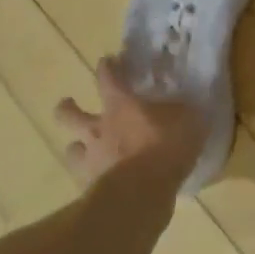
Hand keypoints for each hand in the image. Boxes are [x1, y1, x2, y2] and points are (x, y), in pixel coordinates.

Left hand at [53, 56, 207, 188]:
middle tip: (70, 104)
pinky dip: (91, 177)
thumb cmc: (165, 147)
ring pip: (71, 148)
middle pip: (69, 113)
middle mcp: (98, 128)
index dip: (107, 67)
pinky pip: (84, 177)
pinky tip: (101, 181)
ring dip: (77, 146)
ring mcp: (91, 158)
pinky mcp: (89, 186)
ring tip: (84, 149)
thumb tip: (184, 106)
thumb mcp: (188, 121)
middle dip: (67, 107)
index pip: (107, 77)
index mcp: (121, 105)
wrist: (142, 192)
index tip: (108, 61)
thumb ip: (182, 112)